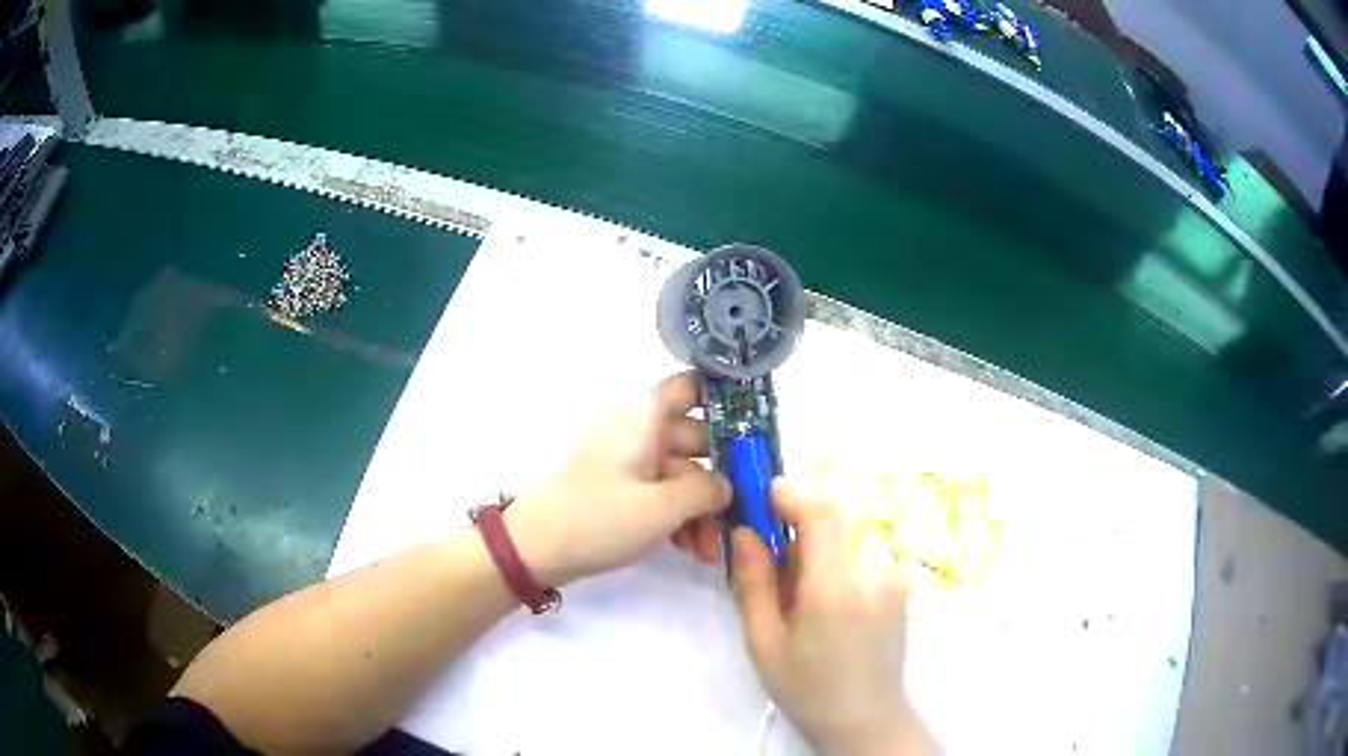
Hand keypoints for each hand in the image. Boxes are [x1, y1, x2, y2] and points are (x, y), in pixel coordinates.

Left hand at [505, 372, 731, 585]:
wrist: (536, 549)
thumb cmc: (599, 518)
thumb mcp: (661, 507)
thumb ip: (707, 491)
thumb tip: (727, 486)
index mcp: (645, 416)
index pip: (694, 386)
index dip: (728, 400)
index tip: (759, 430)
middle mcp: (640, 429)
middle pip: (697, 439)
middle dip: (722, 479)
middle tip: (747, 511)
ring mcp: (630, 460)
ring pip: (683, 474)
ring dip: (702, 508)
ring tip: (711, 550)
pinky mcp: (623, 488)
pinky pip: (663, 492)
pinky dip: (679, 516)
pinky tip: (692, 550)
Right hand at [733, 480, 931, 755]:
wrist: (866, 719)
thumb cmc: (806, 688)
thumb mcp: (764, 642)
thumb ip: (754, 582)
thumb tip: (745, 531)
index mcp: (836, 587)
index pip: (819, 510)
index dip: (788, 492)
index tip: (758, 498)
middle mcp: (873, 570)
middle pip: (835, 517)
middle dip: (798, 520)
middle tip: (768, 554)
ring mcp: (894, 576)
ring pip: (848, 534)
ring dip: (818, 543)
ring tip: (796, 589)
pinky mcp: (901, 584)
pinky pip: (862, 553)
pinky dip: (837, 559)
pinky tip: (824, 600)